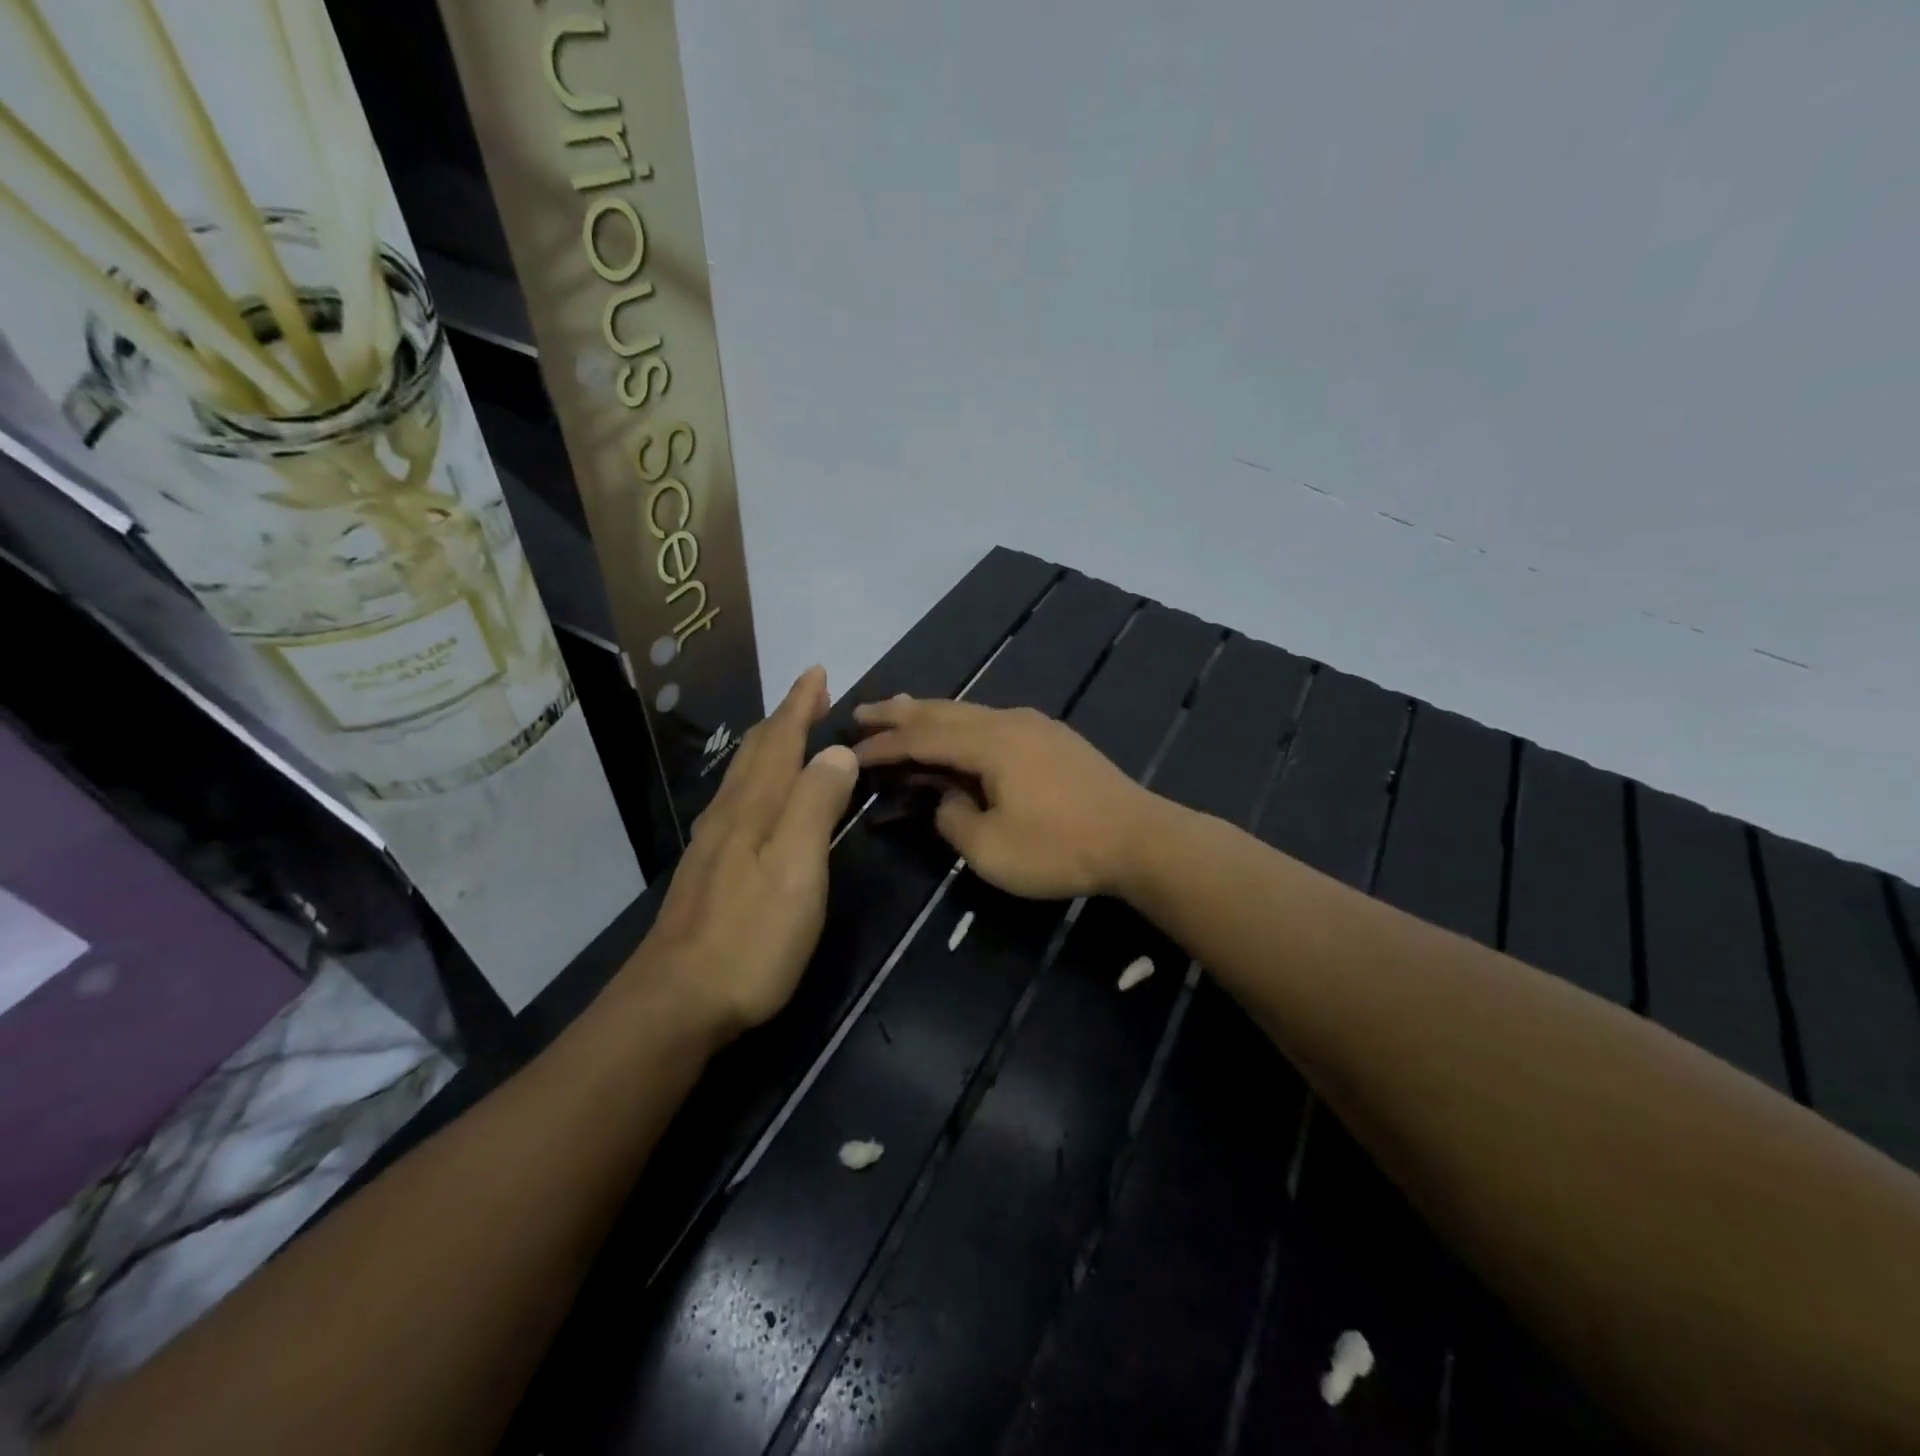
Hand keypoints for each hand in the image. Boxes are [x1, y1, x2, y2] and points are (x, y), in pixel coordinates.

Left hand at [631, 667, 858, 1039]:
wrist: (676, 1002)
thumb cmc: (750, 936)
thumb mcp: (797, 867)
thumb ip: (816, 804)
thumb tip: (836, 751)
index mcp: (755, 807)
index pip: (781, 740)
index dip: (800, 704)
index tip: (817, 672)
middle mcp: (730, 814)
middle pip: (756, 751)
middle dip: (785, 717)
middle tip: (810, 695)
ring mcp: (713, 844)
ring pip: (742, 776)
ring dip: (769, 745)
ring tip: (789, 733)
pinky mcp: (708, 872)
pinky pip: (736, 802)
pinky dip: (757, 780)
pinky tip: (757, 797)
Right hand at [851, 697, 1151, 899]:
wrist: (1139, 838)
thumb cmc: (1061, 847)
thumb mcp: (991, 849)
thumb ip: (954, 819)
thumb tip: (947, 799)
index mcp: (989, 743)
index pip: (921, 738)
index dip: (884, 746)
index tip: (851, 752)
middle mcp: (1008, 721)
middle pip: (942, 710)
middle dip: (899, 713)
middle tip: (862, 713)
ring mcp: (1035, 726)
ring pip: (970, 711)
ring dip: (931, 713)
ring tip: (901, 710)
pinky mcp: (1054, 739)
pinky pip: (992, 721)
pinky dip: (962, 723)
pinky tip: (959, 730)